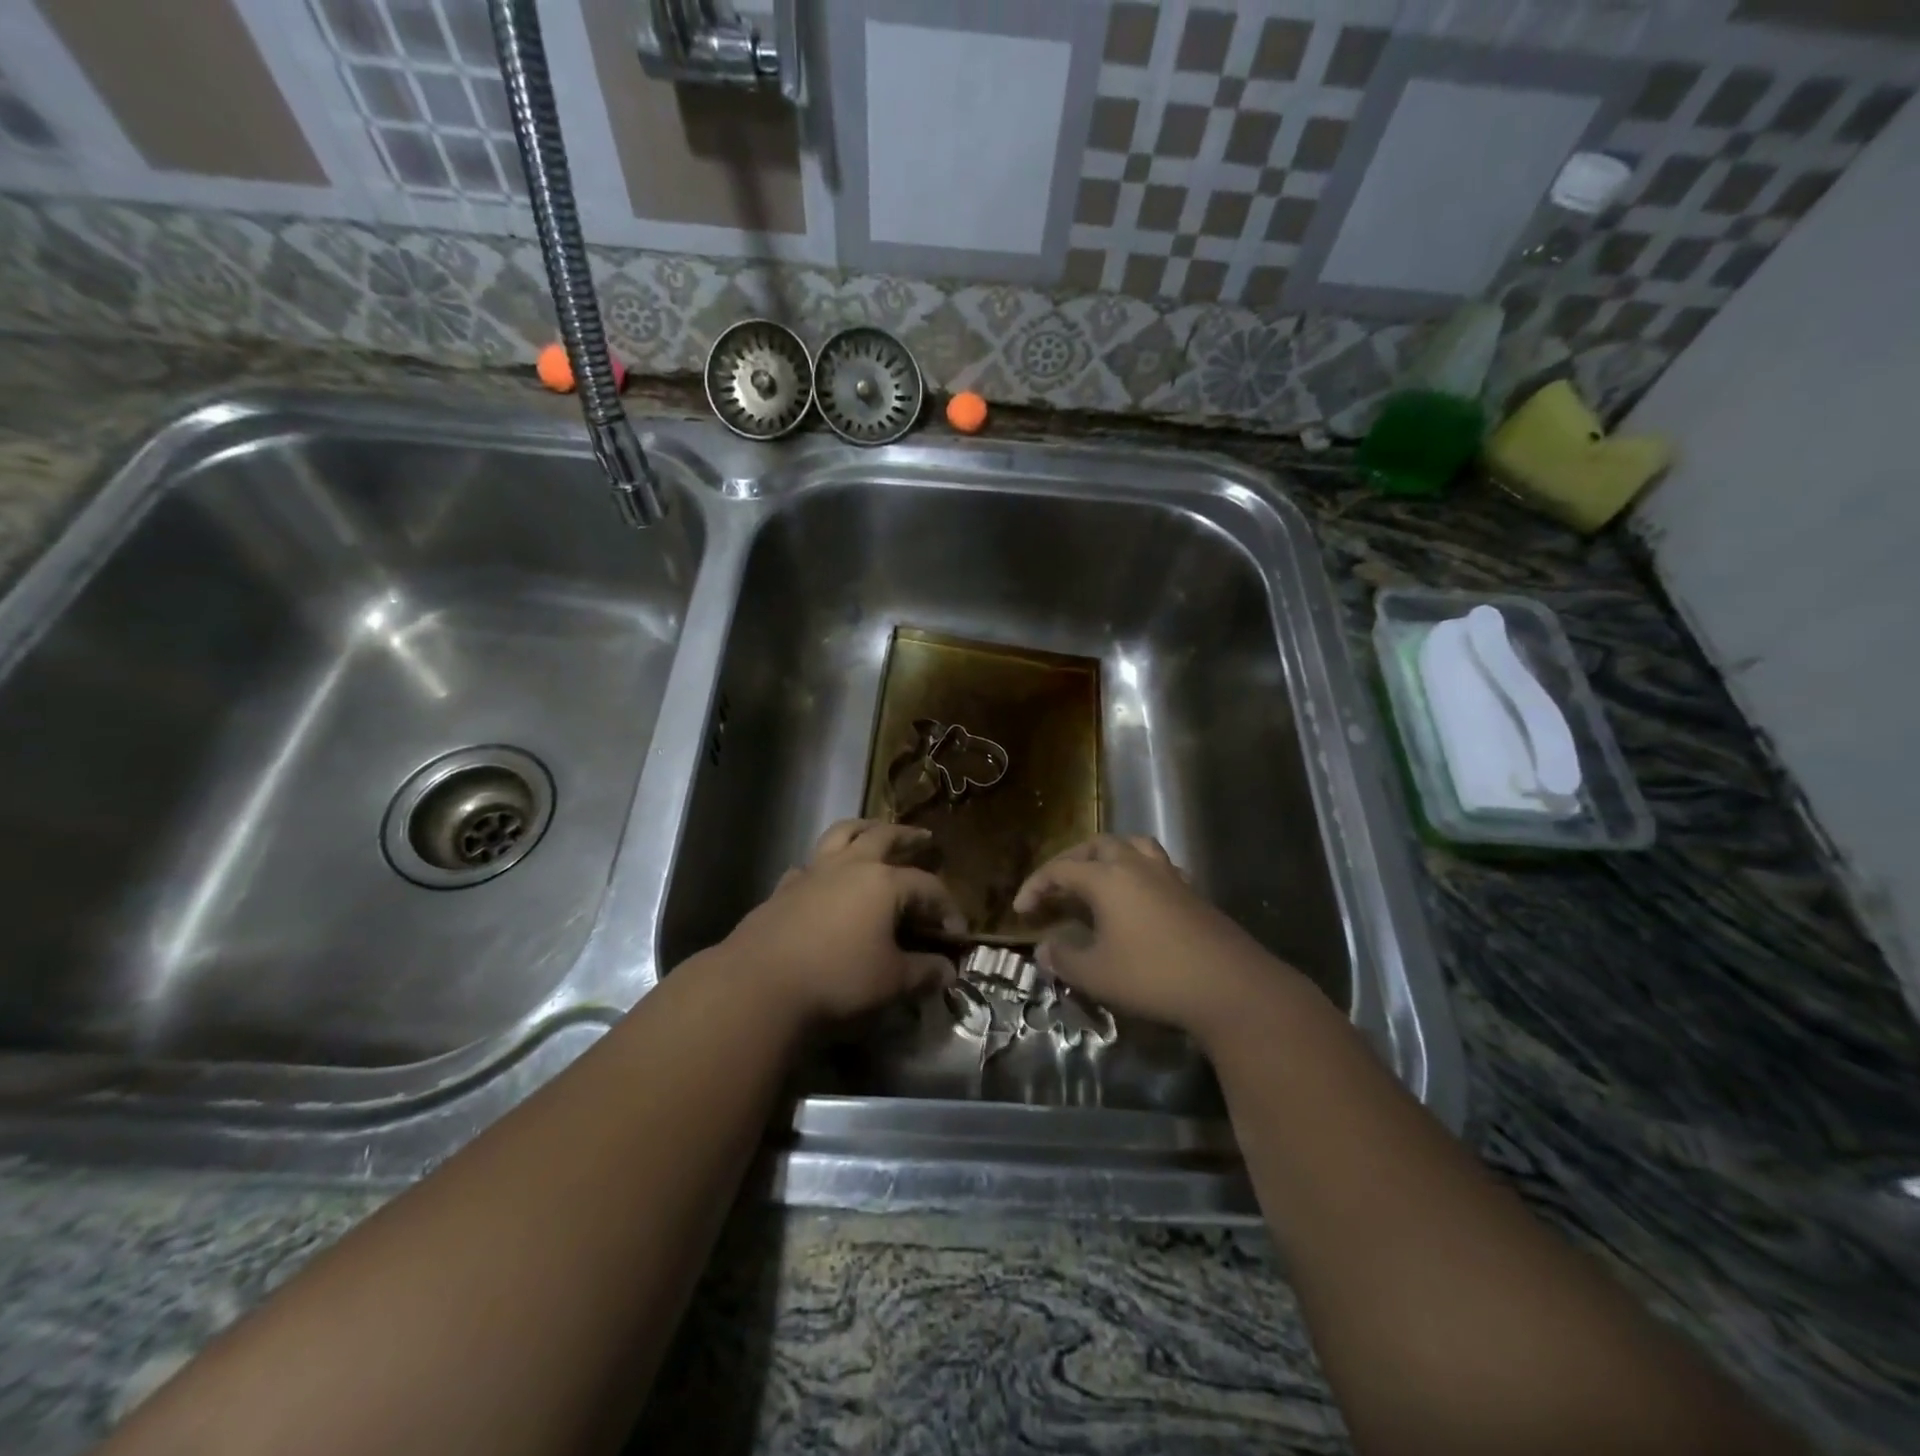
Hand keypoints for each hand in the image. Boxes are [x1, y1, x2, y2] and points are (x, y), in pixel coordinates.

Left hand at [715, 819, 964, 1026]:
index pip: (927, 887)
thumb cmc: (837, 980)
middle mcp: (850, 867)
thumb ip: (924, 973)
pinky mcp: (783, 889)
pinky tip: (822, 877)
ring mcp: (813, 873)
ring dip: (863, 829)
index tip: (957, 934)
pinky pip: (809, 865)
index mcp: (884, 884)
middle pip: (884, 838)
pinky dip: (822, 865)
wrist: (759, 986)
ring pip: (841, 835)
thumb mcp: (892, 982)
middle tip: (923, 838)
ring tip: (874, 831)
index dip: (947, 908)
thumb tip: (948, 972)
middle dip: (908, 837)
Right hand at [1012, 835, 1302, 1044]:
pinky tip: (1139, 896)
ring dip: (1108, 857)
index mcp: (1107, 878)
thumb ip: (1063, 958)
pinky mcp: (1192, 891)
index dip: (1036, 886)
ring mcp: (1169, 875)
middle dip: (1071, 862)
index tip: (1021, 910)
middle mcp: (1136, 866)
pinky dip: (1138, 871)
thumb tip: (1044, 949)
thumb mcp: (1096, 974)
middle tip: (1057, 888)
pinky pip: (1158, 866)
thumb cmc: (1153, 976)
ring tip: (1097, 879)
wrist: (1230, 986)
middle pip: (1097, 847)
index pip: (1060, 870)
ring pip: (1133, 846)